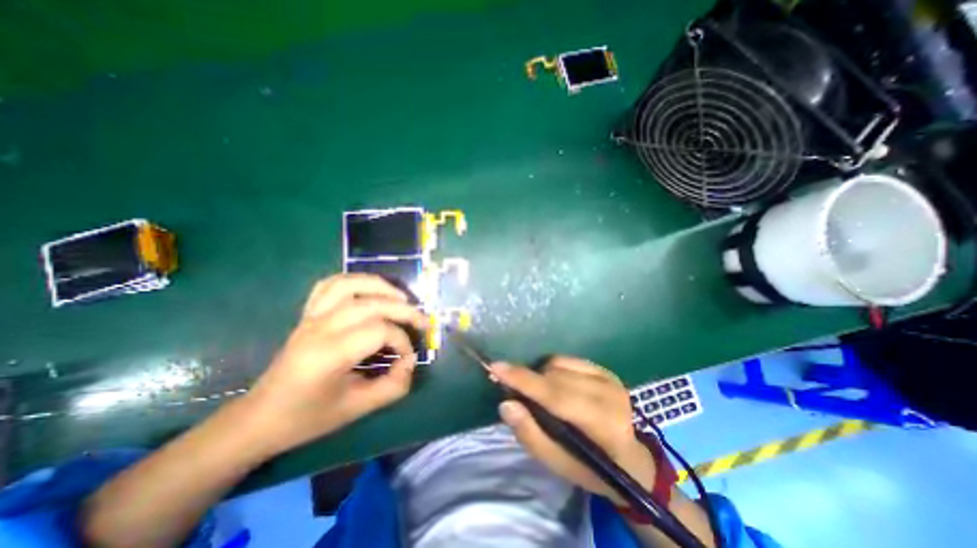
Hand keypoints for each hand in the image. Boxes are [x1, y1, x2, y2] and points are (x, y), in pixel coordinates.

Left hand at [241, 275, 427, 458]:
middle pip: (371, 304)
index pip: (379, 331)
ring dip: (381, 287)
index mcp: (329, 354)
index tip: (407, 358)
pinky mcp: (307, 314)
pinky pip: (330, 284)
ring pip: (350, 285)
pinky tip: (370, 290)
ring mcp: (311, 317)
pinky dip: (354, 280)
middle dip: (404, 310)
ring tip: (402, 297)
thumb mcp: (357, 409)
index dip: (402, 341)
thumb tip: (411, 361)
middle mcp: (320, 328)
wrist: (260, 418)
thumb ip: (393, 386)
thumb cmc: (308, 418)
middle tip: (423, 322)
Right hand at [489, 357, 656, 507]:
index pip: (556, 396)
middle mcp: (609, 395)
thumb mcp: (557, 464)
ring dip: (541, 376)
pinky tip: (556, 385)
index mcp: (602, 425)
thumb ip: (530, 434)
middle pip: (554, 377)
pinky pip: (567, 359)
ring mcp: (610, 379)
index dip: (524, 380)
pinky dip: (553, 369)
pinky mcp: (606, 370)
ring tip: (542, 395)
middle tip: (516, 393)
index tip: (496, 367)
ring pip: (558, 364)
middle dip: (529, 381)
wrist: (630, 459)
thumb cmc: (590, 467)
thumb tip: (506, 404)